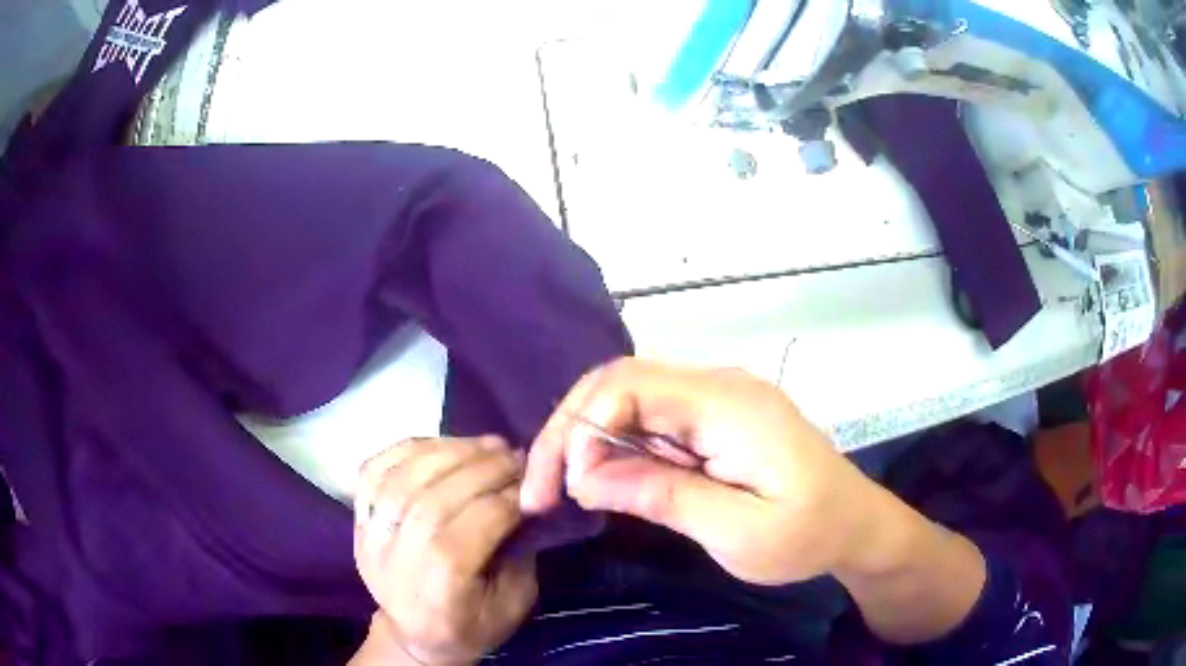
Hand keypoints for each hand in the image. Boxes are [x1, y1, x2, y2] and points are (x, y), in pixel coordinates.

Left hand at [354, 437, 536, 665]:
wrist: (412, 634)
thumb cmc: (469, 624)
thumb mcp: (513, 603)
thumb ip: (521, 552)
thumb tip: (526, 498)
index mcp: (440, 588)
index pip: (471, 530)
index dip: (505, 499)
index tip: (532, 482)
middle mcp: (398, 559)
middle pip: (433, 501)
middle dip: (481, 469)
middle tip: (513, 454)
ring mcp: (369, 536)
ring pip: (402, 479)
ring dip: (448, 451)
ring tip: (484, 445)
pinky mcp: (356, 519)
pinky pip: (373, 470)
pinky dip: (408, 449)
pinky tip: (442, 445)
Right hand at [520, 358, 878, 585]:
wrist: (855, 525)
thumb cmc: (807, 534)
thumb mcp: (738, 531)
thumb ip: (664, 496)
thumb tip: (586, 477)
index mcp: (728, 404)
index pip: (629, 386)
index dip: (581, 430)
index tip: (567, 489)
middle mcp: (717, 386)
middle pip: (619, 383)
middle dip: (569, 432)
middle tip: (541, 490)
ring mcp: (716, 399)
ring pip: (628, 399)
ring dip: (585, 440)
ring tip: (559, 489)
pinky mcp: (714, 420)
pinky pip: (650, 419)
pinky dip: (614, 447)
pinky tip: (601, 480)